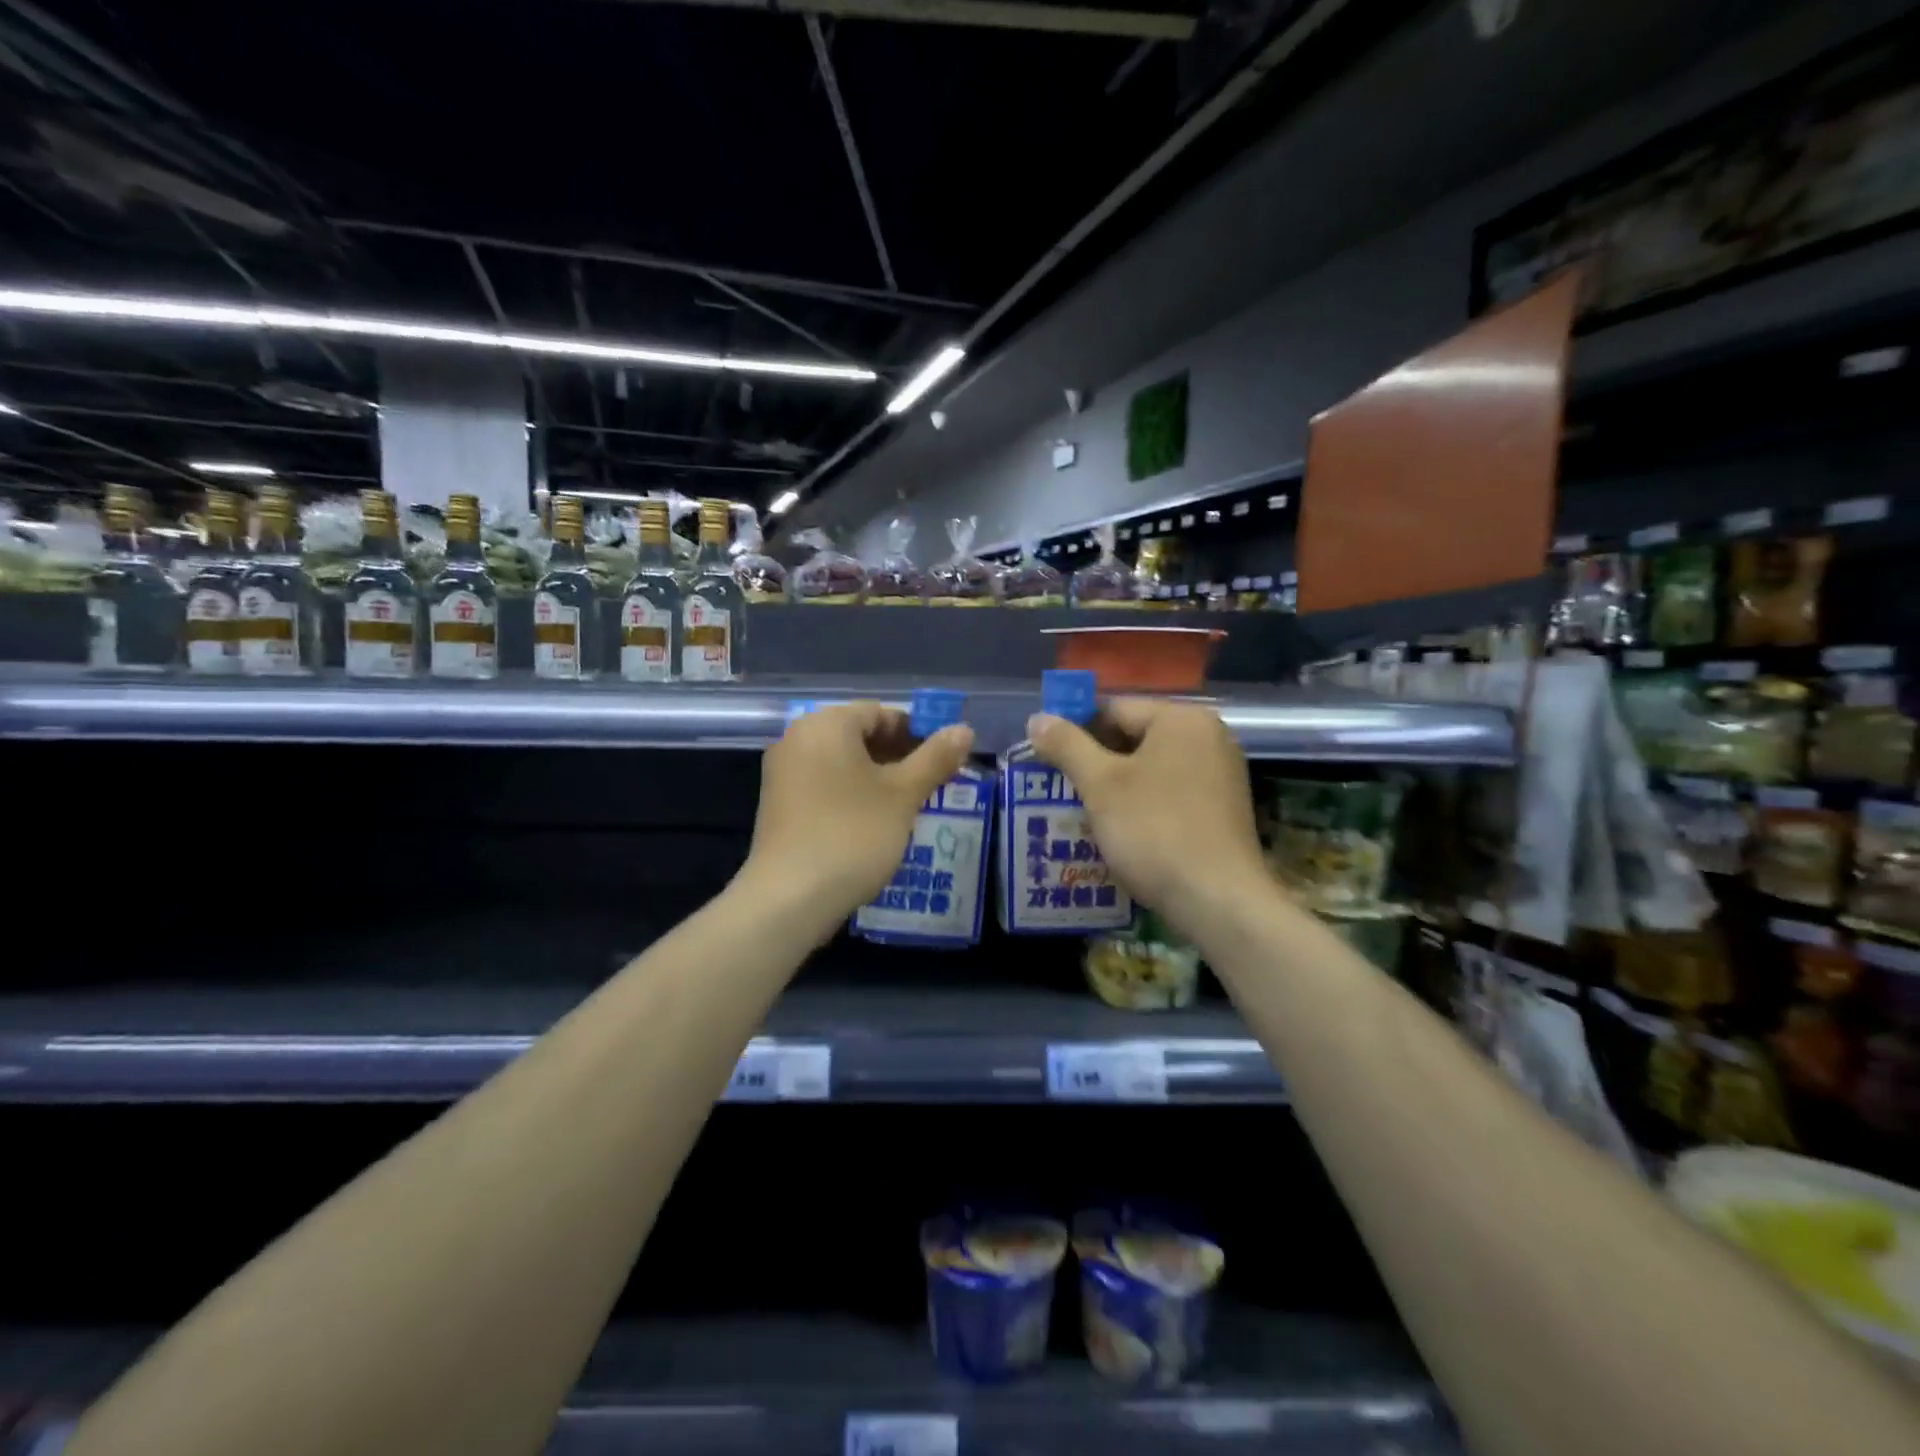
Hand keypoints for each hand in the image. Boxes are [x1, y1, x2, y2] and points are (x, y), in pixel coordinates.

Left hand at [741, 702, 974, 923]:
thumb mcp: (903, 795)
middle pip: (860, 734)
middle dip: (900, 755)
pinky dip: (853, 792)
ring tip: (910, 804)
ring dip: (879, 776)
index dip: (918, 731)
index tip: (945, 759)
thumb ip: (935, 758)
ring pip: (844, 762)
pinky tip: (877, 821)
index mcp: (826, 724)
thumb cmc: (853, 834)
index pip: (881, 712)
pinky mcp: (780, 804)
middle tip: (933, 782)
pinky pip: (825, 783)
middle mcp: (798, 738)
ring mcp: (784, 772)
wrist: (790, 898)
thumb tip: (964, 730)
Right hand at [1027, 699, 1268, 932]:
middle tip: (1061, 789)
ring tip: (1083, 813)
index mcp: (1181, 719)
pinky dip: (1143, 805)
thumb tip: (1037, 718)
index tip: (1048, 761)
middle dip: (1095, 762)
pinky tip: (1121, 831)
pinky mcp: (1222, 809)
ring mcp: (1220, 774)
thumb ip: (1067, 745)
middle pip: (1134, 737)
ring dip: (1116, 787)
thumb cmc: (1154, 831)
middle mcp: (1208, 737)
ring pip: (1150, 768)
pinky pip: (1170, 793)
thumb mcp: (1100, 785)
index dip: (1075, 732)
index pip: (1113, 710)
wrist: (1218, 900)